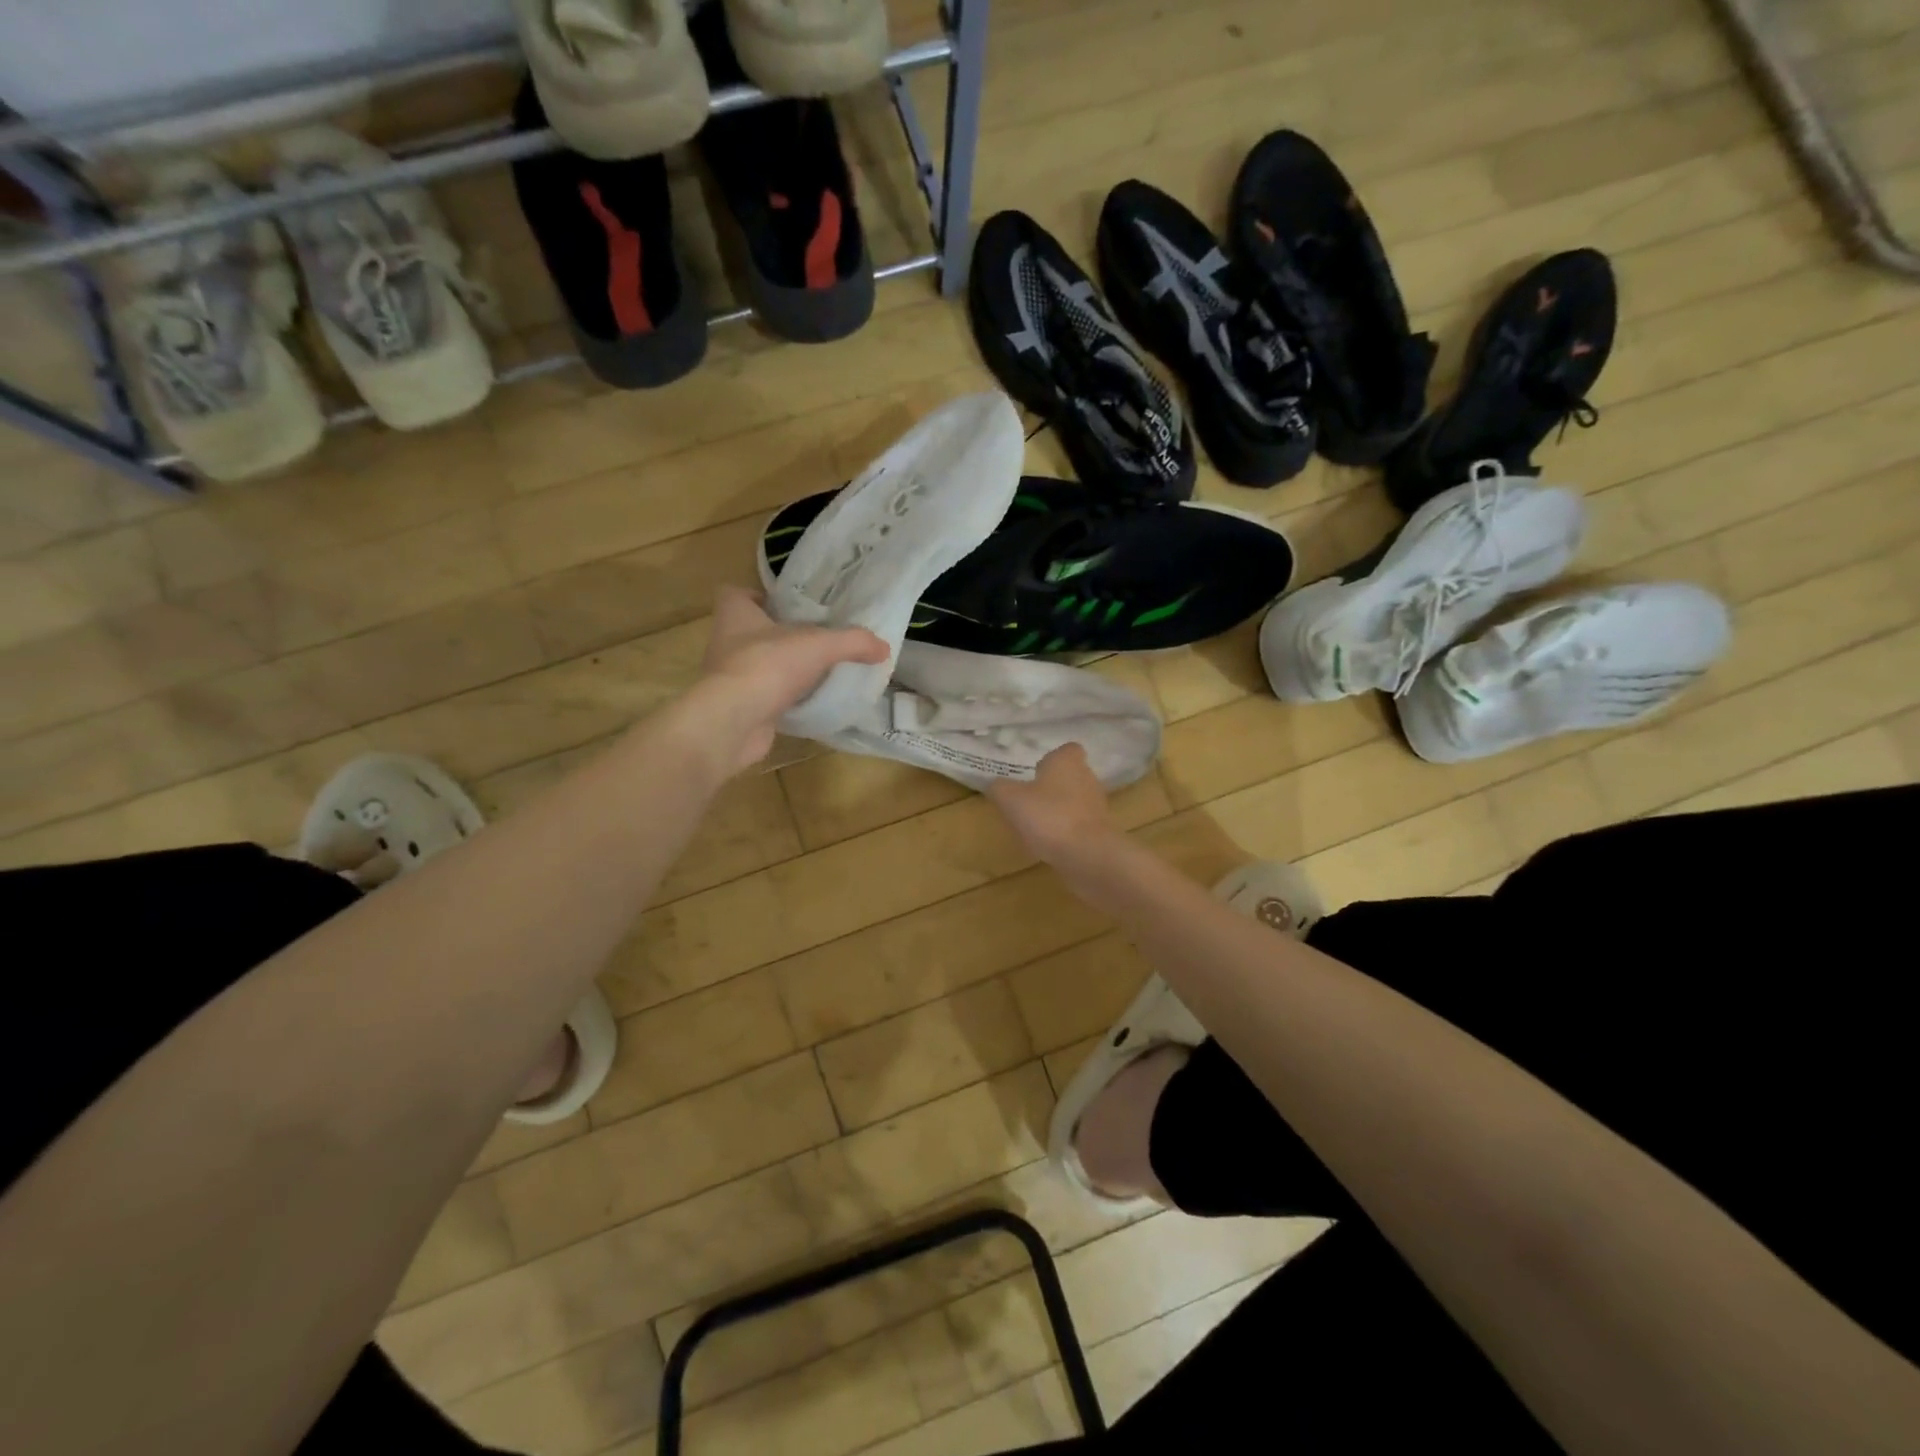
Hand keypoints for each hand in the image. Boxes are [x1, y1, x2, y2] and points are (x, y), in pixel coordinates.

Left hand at [689, 586, 888, 772]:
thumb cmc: (768, 665)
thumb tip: (884, 647)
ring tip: (816, 671)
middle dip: (779, 635)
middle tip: (814, 638)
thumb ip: (853, 642)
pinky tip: (809, 702)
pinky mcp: (738, 709)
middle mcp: (725, 643)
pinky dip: (783, 700)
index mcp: (735, 615)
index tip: (786, 606)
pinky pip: (764, 698)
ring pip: (758, 665)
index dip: (758, 596)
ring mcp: (729, 679)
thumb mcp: (819, 645)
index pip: (736, 594)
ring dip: (782, 669)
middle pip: (750, 631)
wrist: (733, 722)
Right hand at [987, 743, 1121, 865]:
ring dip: (1059, 809)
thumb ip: (1000, 787)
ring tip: (1037, 825)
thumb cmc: (1047, 816)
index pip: (1066, 750)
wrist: (1086, 854)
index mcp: (1067, 761)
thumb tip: (997, 785)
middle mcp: (1087, 777)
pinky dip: (1067, 830)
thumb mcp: (1009, 799)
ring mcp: (1097, 804)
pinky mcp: (1101, 830)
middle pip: (1071, 775)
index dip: (1051, 760)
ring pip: (1076, 800)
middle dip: (1053, 786)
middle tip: (1030, 800)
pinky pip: (1080, 824)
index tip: (1035, 773)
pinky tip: (1050, 843)